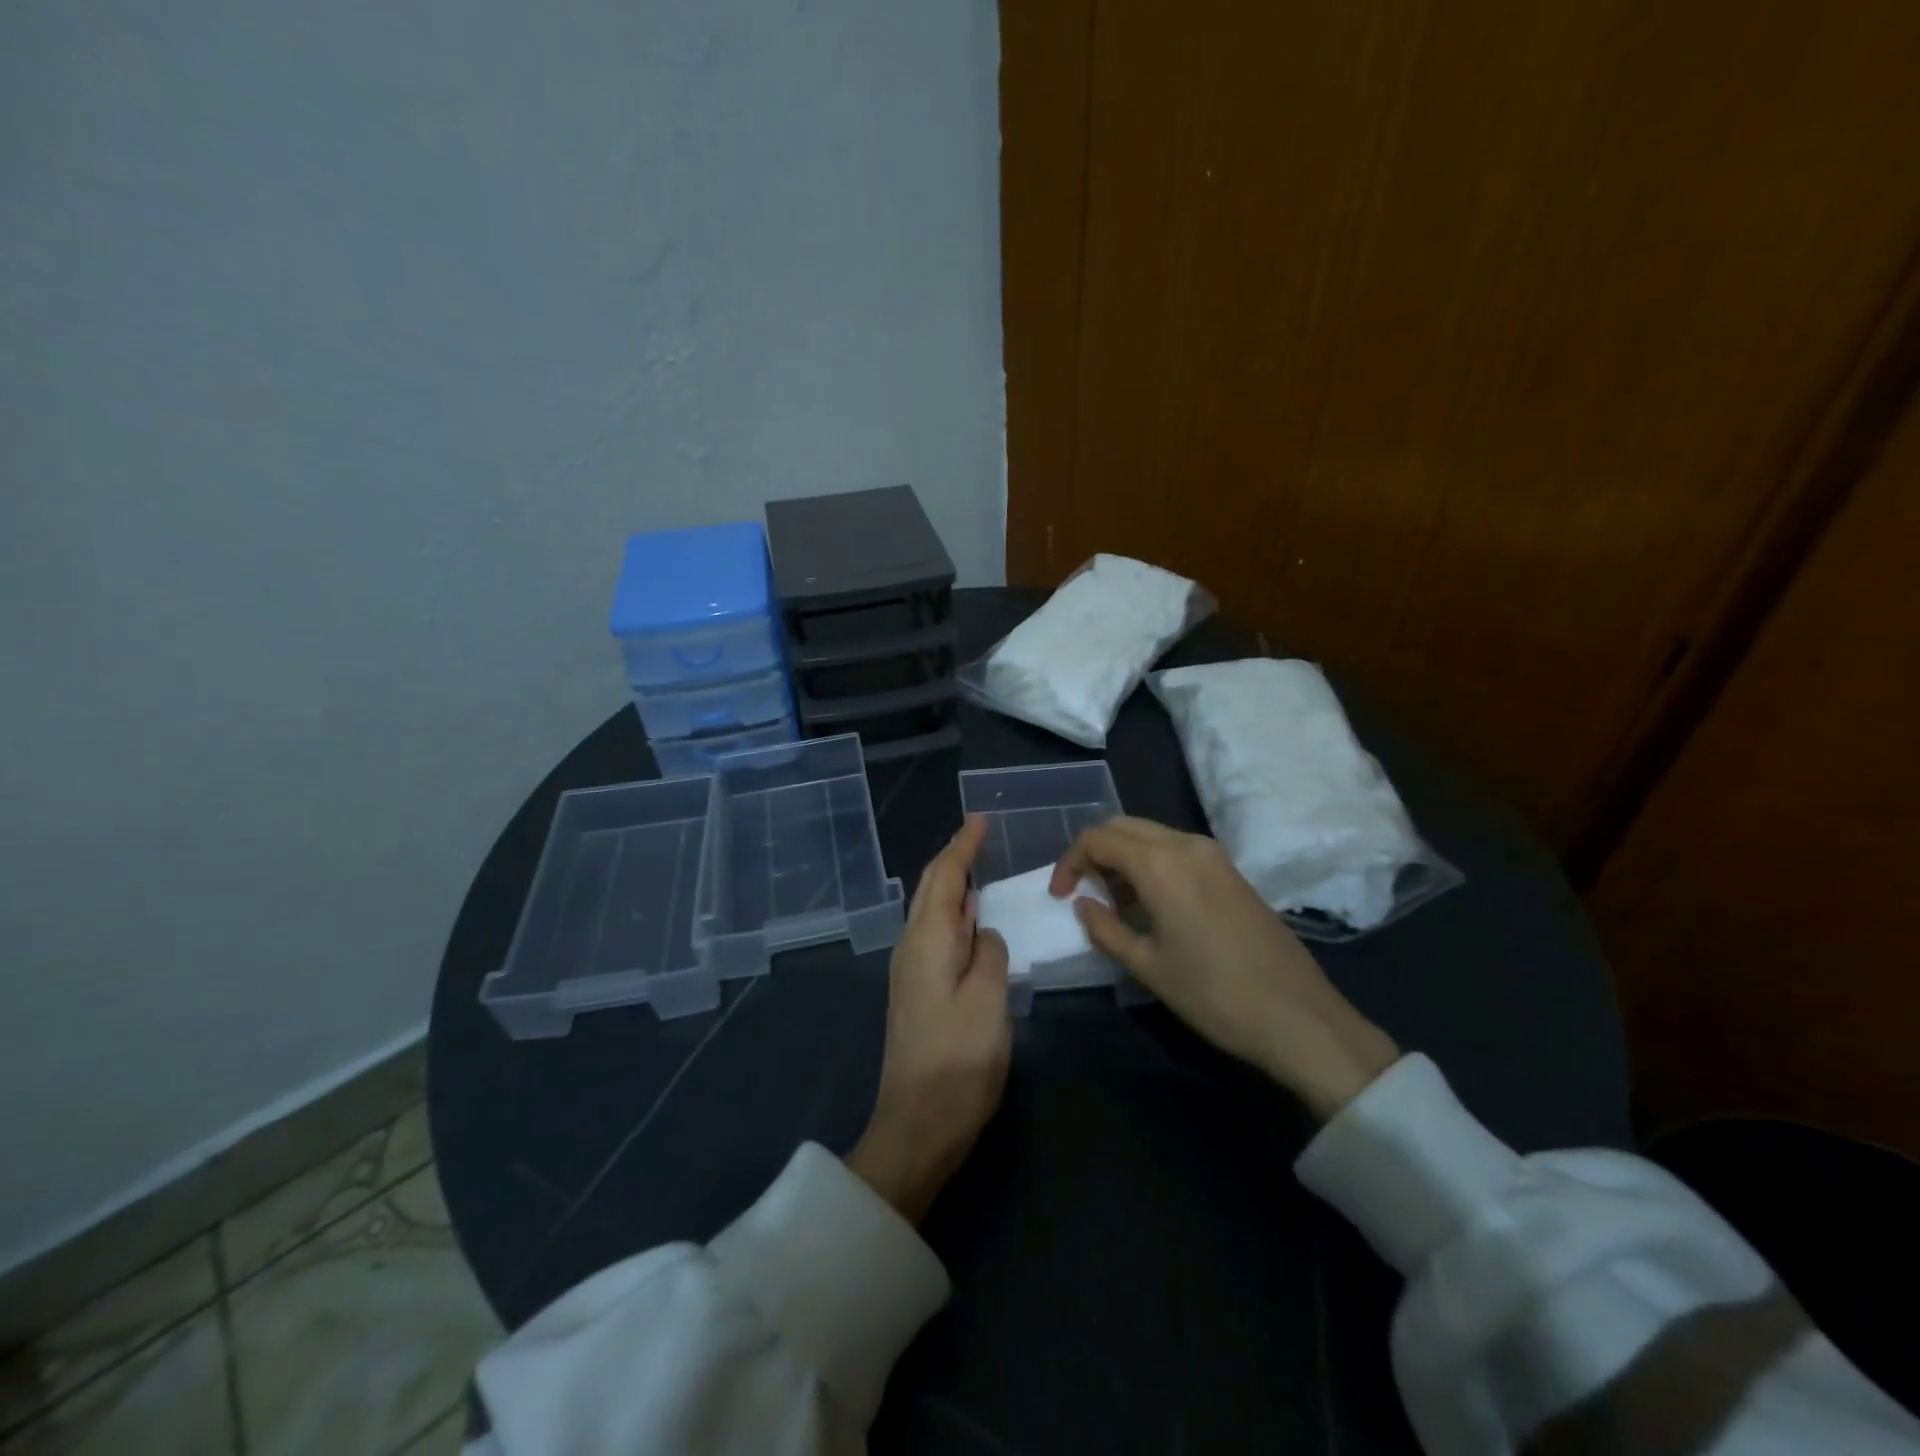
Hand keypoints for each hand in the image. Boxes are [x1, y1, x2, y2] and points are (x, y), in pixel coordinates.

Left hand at [847, 816, 1011, 1223]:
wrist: (918, 1124)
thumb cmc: (958, 1059)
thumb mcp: (988, 1000)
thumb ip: (989, 953)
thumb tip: (983, 932)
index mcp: (927, 940)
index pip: (944, 877)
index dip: (963, 846)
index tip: (980, 819)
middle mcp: (911, 947)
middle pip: (930, 889)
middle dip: (953, 858)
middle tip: (980, 835)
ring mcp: (910, 971)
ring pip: (931, 911)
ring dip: (952, 885)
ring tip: (978, 868)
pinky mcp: (917, 993)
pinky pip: (935, 935)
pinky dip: (953, 915)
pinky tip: (971, 921)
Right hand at [1052, 817, 1397, 1120]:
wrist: (1298, 1016)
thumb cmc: (1214, 994)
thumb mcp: (1148, 966)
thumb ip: (1105, 928)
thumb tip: (1083, 905)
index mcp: (1161, 864)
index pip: (1098, 839)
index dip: (1070, 862)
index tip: (1060, 896)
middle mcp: (1186, 845)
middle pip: (1123, 827)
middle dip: (1094, 853)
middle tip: (1082, 893)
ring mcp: (1213, 855)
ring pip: (1151, 835)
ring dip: (1123, 858)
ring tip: (1113, 904)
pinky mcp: (1230, 871)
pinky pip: (1176, 850)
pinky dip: (1151, 864)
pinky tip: (1150, 904)